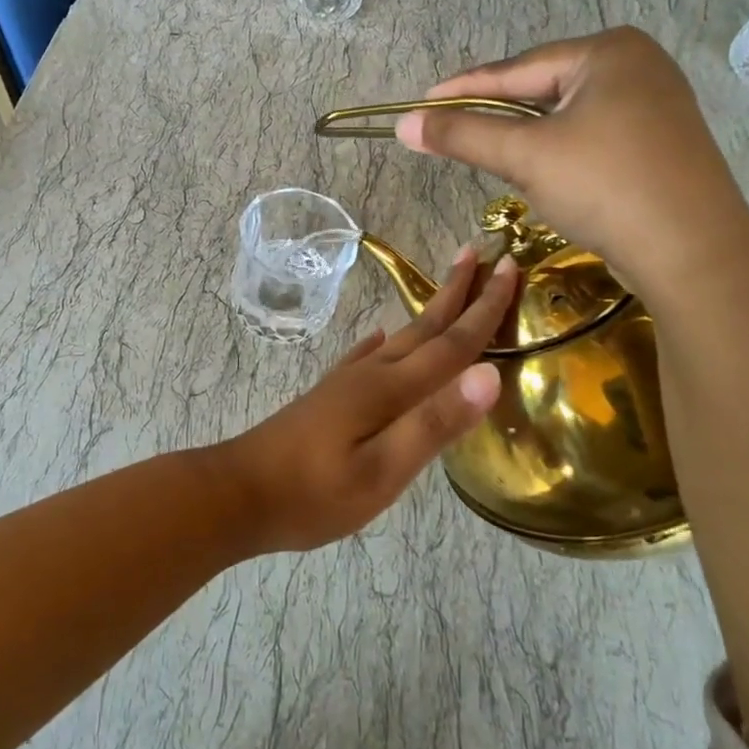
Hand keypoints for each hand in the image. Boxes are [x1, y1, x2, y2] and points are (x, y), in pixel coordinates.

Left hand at [217, 248, 518, 552]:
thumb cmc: (313, 494)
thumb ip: (434, 424)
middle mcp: (371, 375)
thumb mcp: (382, 472)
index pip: (451, 344)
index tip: (510, 268)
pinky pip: (367, 357)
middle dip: (457, 292)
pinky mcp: (330, 397)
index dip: (484, 309)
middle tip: (481, 254)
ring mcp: (346, 384)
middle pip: (425, 327)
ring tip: (446, 288)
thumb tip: (489, 374)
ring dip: (428, 312)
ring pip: (400, 338)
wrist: (238, 493)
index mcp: (390, 390)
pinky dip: (383, 343)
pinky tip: (380, 339)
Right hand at [394, 29, 748, 294]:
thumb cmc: (606, 186)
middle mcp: (637, 65)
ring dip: (526, 136)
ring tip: (488, 152)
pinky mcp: (660, 142)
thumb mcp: (525, 156)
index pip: (516, 68)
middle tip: (450, 131)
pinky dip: (558, 150)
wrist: (694, 253)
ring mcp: (655, 104)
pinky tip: (543, 171)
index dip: (462, 89)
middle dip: (496, 113)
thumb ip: (462, 134)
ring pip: (566, 115)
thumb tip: (404, 124)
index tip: (421, 103)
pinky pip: (591, 135)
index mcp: (609, 52)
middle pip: (542, 88)